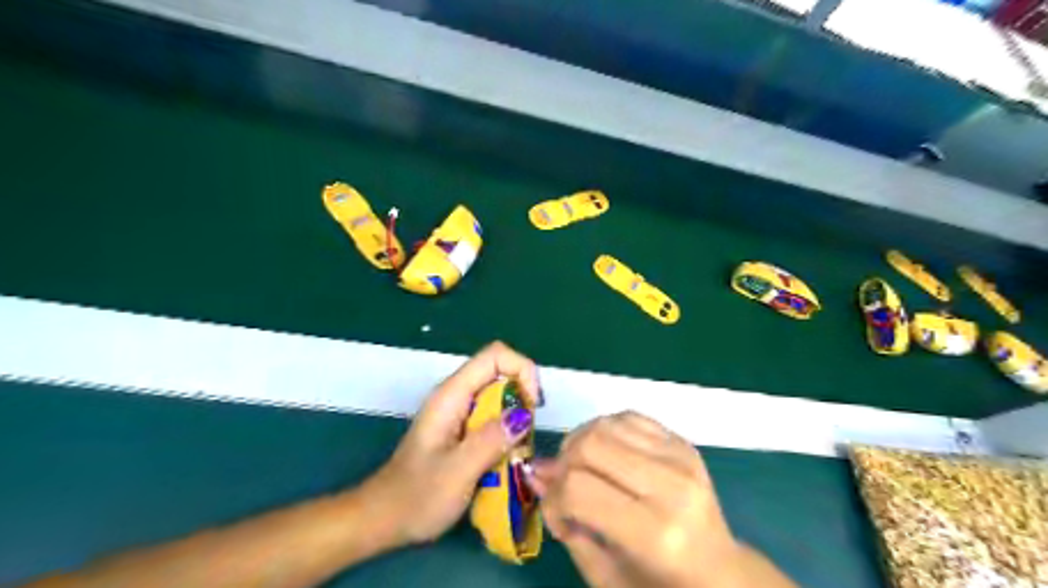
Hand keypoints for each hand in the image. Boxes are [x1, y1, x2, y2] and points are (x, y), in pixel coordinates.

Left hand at [360, 339, 540, 545]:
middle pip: (501, 373)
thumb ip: (491, 440)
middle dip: (523, 398)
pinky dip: (507, 431)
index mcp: (452, 395)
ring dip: (517, 418)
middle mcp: (456, 395)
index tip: (533, 407)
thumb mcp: (458, 471)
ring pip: (500, 396)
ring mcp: (458, 412)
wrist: (383, 519)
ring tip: (519, 450)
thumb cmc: (417, 497)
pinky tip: (506, 457)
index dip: (522, 371)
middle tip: (528, 435)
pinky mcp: (461, 429)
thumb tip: (524, 415)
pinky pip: (493, 416)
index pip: (496, 356)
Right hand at [534, 413, 749, 587]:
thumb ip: (566, 525)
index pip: (578, 488)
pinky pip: (628, 417)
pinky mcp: (683, 443)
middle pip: (590, 445)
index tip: (556, 515)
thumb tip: (535, 475)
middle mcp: (670, 486)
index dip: (554, 499)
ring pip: (606, 424)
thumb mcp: (606, 575)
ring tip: (584, 468)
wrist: (720, 574)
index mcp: (653, 533)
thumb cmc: (659, 586)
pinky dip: (606, 430)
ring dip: (581, 442)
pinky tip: (607, 455)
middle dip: (563, 463)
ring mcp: (680, 458)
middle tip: (565, 486)